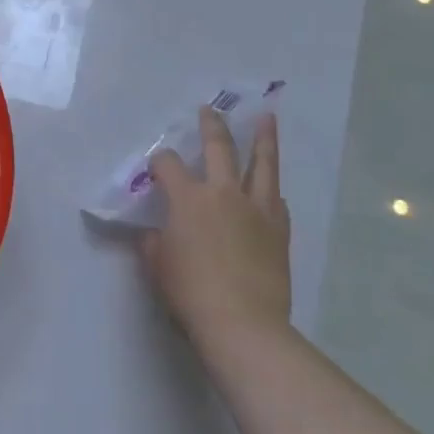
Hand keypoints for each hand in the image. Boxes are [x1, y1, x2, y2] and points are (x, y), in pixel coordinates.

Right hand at [144, 108, 292, 348]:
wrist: (243, 323)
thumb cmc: (190, 292)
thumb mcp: (157, 265)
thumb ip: (154, 242)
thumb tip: (156, 233)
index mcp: (188, 198)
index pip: (168, 165)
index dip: (159, 162)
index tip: (156, 167)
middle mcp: (223, 193)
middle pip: (219, 148)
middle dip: (211, 126)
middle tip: (210, 109)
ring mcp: (256, 210)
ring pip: (261, 164)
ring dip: (263, 139)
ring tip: (267, 118)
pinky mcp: (279, 230)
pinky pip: (276, 199)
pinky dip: (271, 188)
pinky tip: (271, 185)